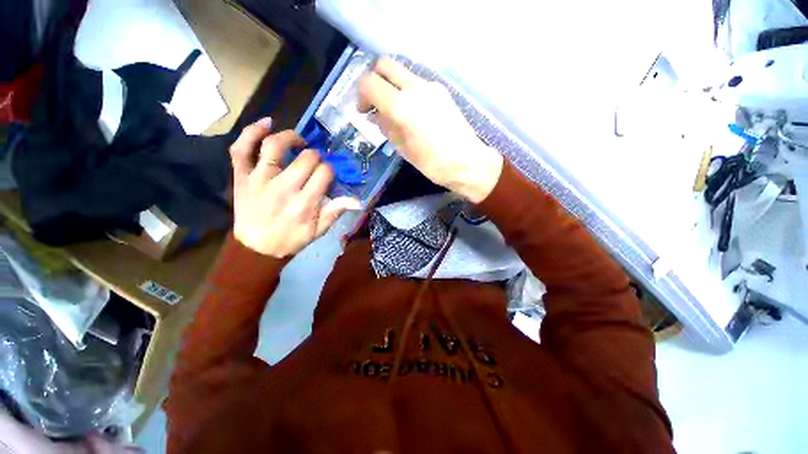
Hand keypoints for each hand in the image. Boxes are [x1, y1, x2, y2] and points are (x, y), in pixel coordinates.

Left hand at [229, 118, 361, 257]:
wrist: (255, 249)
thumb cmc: (291, 239)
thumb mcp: (318, 231)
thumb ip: (336, 212)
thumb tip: (358, 200)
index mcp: (305, 203)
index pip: (324, 173)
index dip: (330, 171)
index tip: (327, 176)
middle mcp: (283, 187)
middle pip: (306, 157)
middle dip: (316, 157)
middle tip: (315, 163)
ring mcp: (259, 179)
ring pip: (274, 145)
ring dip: (290, 137)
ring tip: (298, 141)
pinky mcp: (242, 176)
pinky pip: (241, 148)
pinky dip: (251, 132)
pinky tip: (266, 123)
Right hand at [357, 58, 503, 202]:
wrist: (467, 162)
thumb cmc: (433, 163)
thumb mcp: (403, 149)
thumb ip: (386, 127)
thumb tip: (376, 115)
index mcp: (402, 106)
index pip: (369, 83)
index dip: (360, 95)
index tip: (363, 111)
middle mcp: (415, 88)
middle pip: (385, 65)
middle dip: (374, 81)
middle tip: (374, 103)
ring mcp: (431, 87)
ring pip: (402, 72)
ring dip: (391, 86)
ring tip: (393, 111)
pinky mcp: (442, 91)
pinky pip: (417, 83)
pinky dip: (406, 91)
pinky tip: (411, 113)